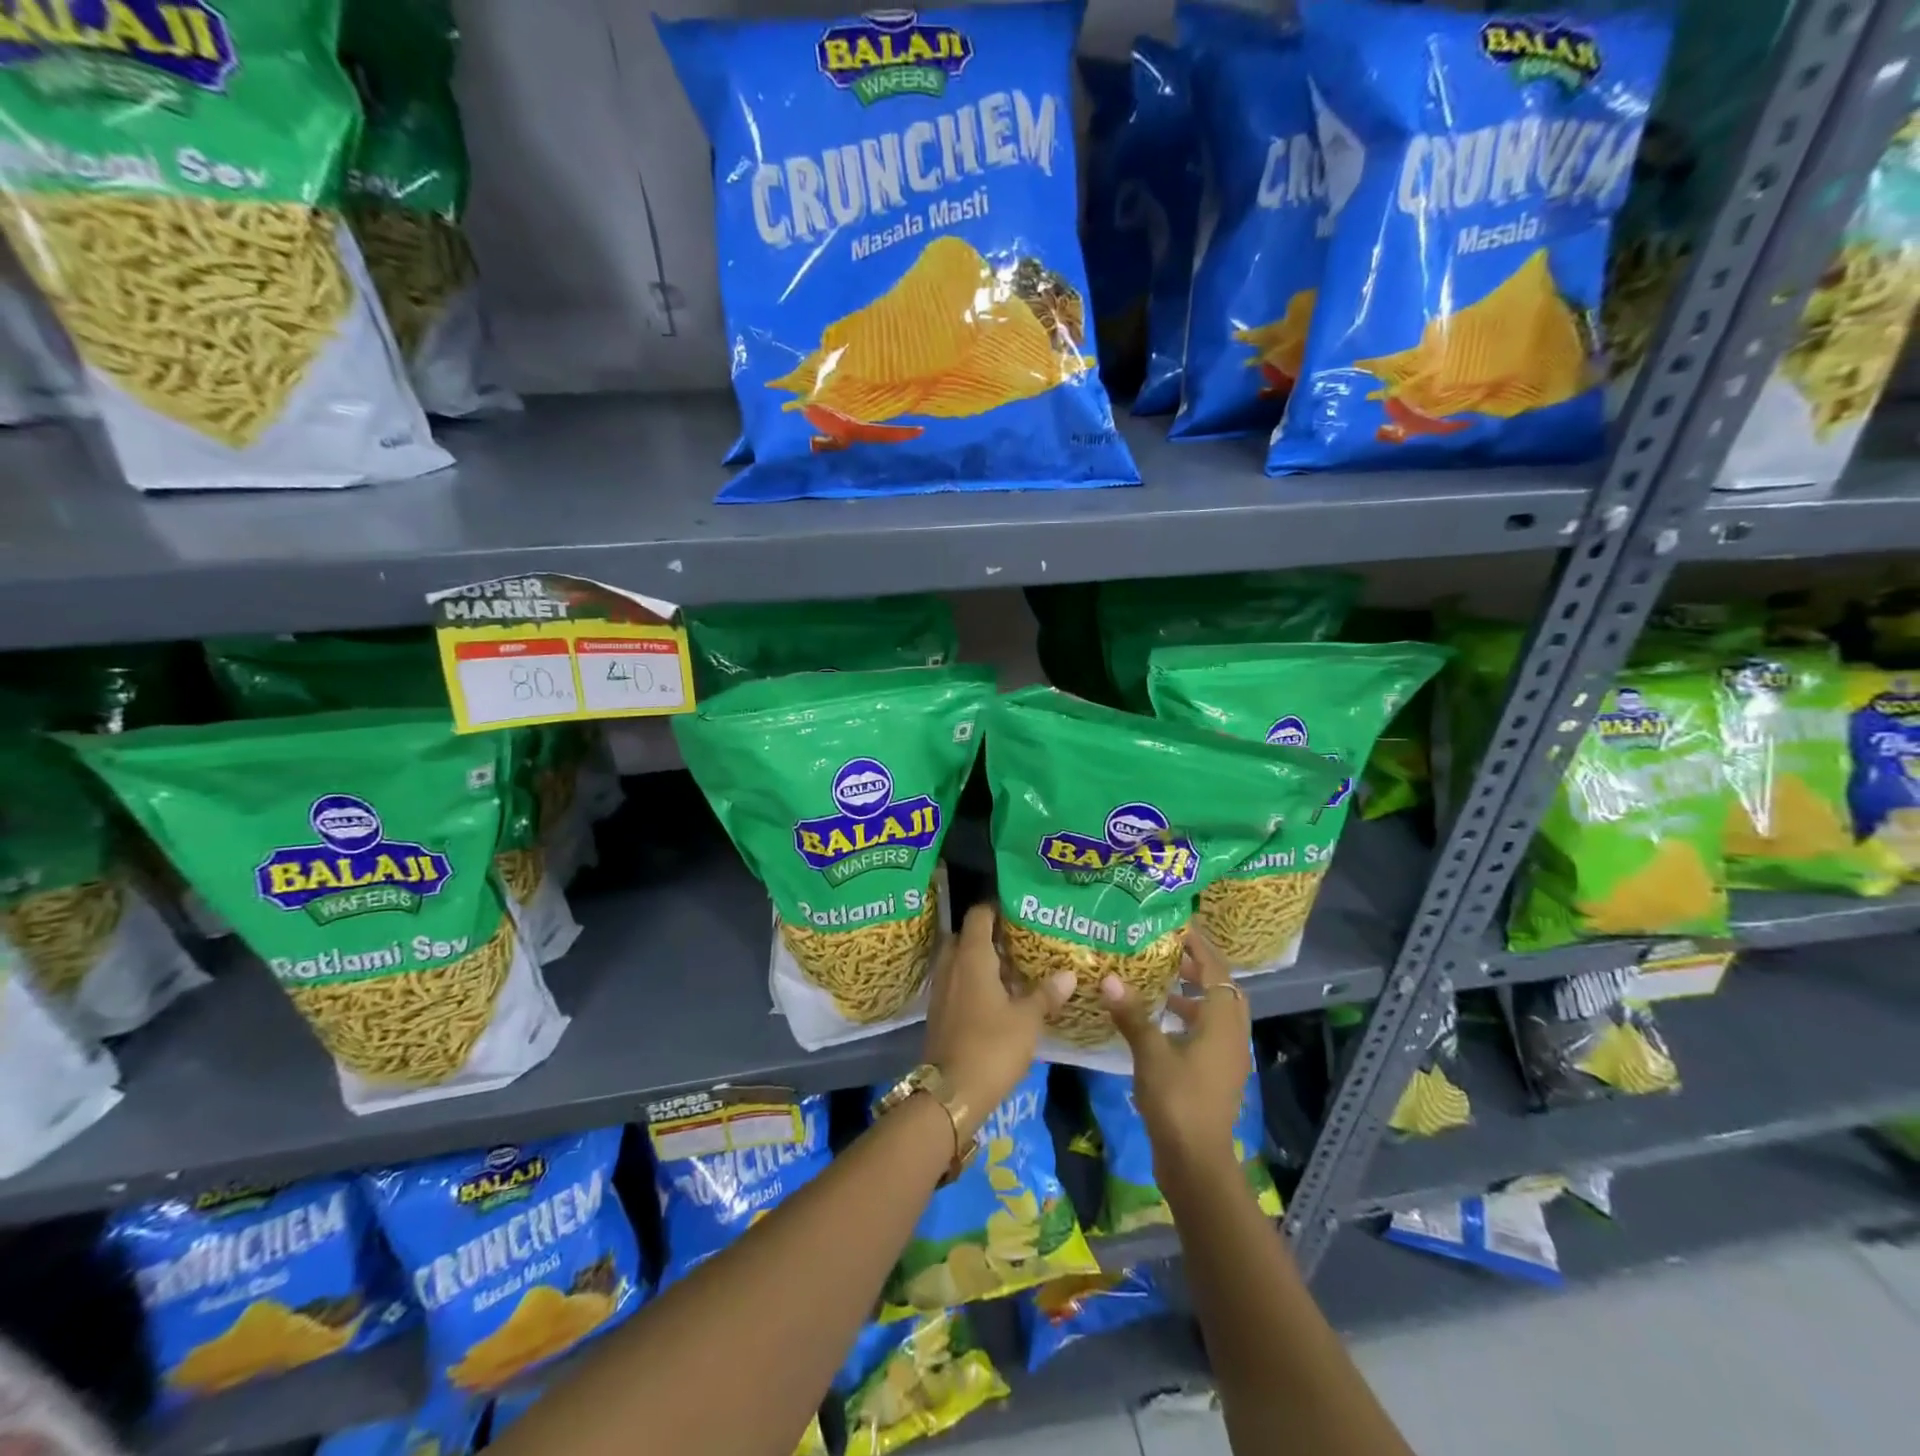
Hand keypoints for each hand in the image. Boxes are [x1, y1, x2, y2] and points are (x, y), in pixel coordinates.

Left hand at [922, 904, 1073, 1139]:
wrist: (951, 1093)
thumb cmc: (992, 1046)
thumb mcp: (1028, 1020)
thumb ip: (1046, 994)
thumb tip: (1068, 973)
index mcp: (972, 956)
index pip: (978, 915)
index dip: (996, 908)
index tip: (1018, 910)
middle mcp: (952, 965)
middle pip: (966, 936)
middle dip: (989, 934)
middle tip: (1018, 940)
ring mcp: (942, 989)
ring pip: (959, 960)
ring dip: (980, 960)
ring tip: (1012, 968)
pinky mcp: (939, 1011)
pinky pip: (956, 982)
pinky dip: (973, 981)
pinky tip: (996, 996)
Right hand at [1100, 923, 1250, 1179]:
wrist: (1196, 1162)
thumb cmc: (1177, 1100)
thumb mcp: (1150, 1053)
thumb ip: (1132, 1014)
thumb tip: (1110, 978)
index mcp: (1222, 1023)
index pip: (1217, 971)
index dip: (1201, 946)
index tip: (1179, 926)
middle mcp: (1232, 1036)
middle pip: (1223, 990)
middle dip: (1199, 968)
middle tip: (1169, 951)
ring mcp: (1227, 1058)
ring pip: (1216, 1013)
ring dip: (1194, 994)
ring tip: (1161, 982)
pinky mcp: (1217, 1076)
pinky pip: (1208, 1033)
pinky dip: (1190, 1019)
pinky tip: (1160, 1023)